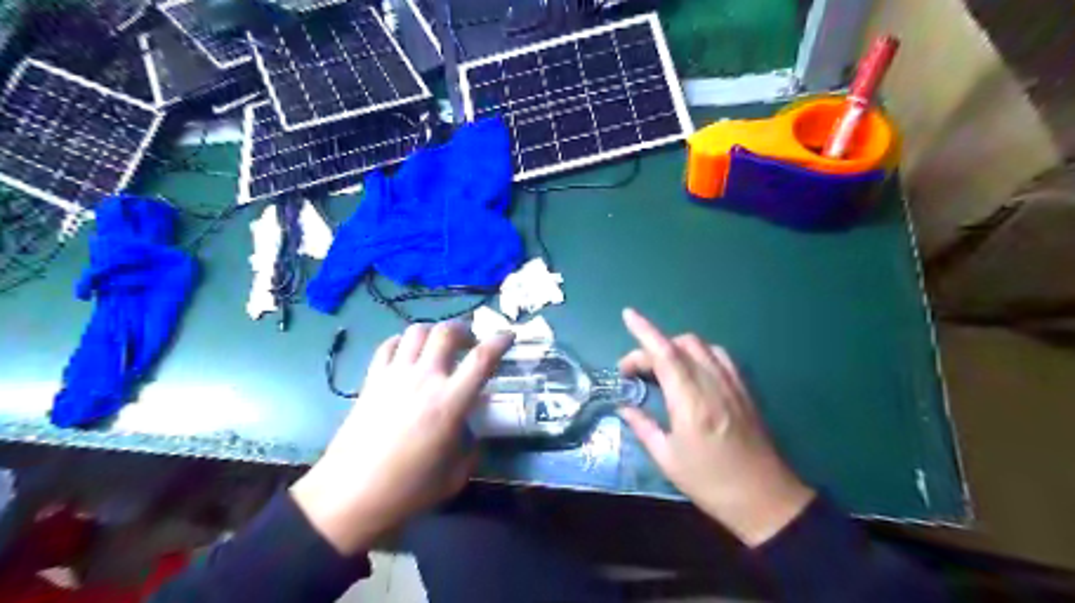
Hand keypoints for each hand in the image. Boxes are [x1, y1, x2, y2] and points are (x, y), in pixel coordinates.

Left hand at [292, 322, 514, 552]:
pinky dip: (403, 341)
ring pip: (416, 331)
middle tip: (470, 343)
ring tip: (439, 345)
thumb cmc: (408, 490)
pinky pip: (388, 345)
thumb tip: (471, 432)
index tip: (509, 334)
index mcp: (450, 402)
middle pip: (446, 332)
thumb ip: (470, 447)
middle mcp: (424, 379)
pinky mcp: (372, 380)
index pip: (482, 359)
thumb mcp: (455, 475)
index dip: (500, 341)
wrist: (350, 496)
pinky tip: (407, 353)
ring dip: (434, 332)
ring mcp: (395, 376)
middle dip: (463, 329)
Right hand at [618, 309, 811, 548]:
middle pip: (680, 345)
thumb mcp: (668, 459)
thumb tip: (624, 406)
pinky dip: (699, 353)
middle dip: (652, 347)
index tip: (628, 315)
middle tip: (635, 372)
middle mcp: (712, 384)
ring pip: (701, 346)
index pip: (664, 354)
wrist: (765, 498)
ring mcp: (732, 384)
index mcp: (691, 402)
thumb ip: (643, 426)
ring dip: (676, 347)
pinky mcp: (744, 389)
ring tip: (661, 368)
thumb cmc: (710, 483)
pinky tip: (691, 370)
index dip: (644, 331)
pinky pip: (719, 356)